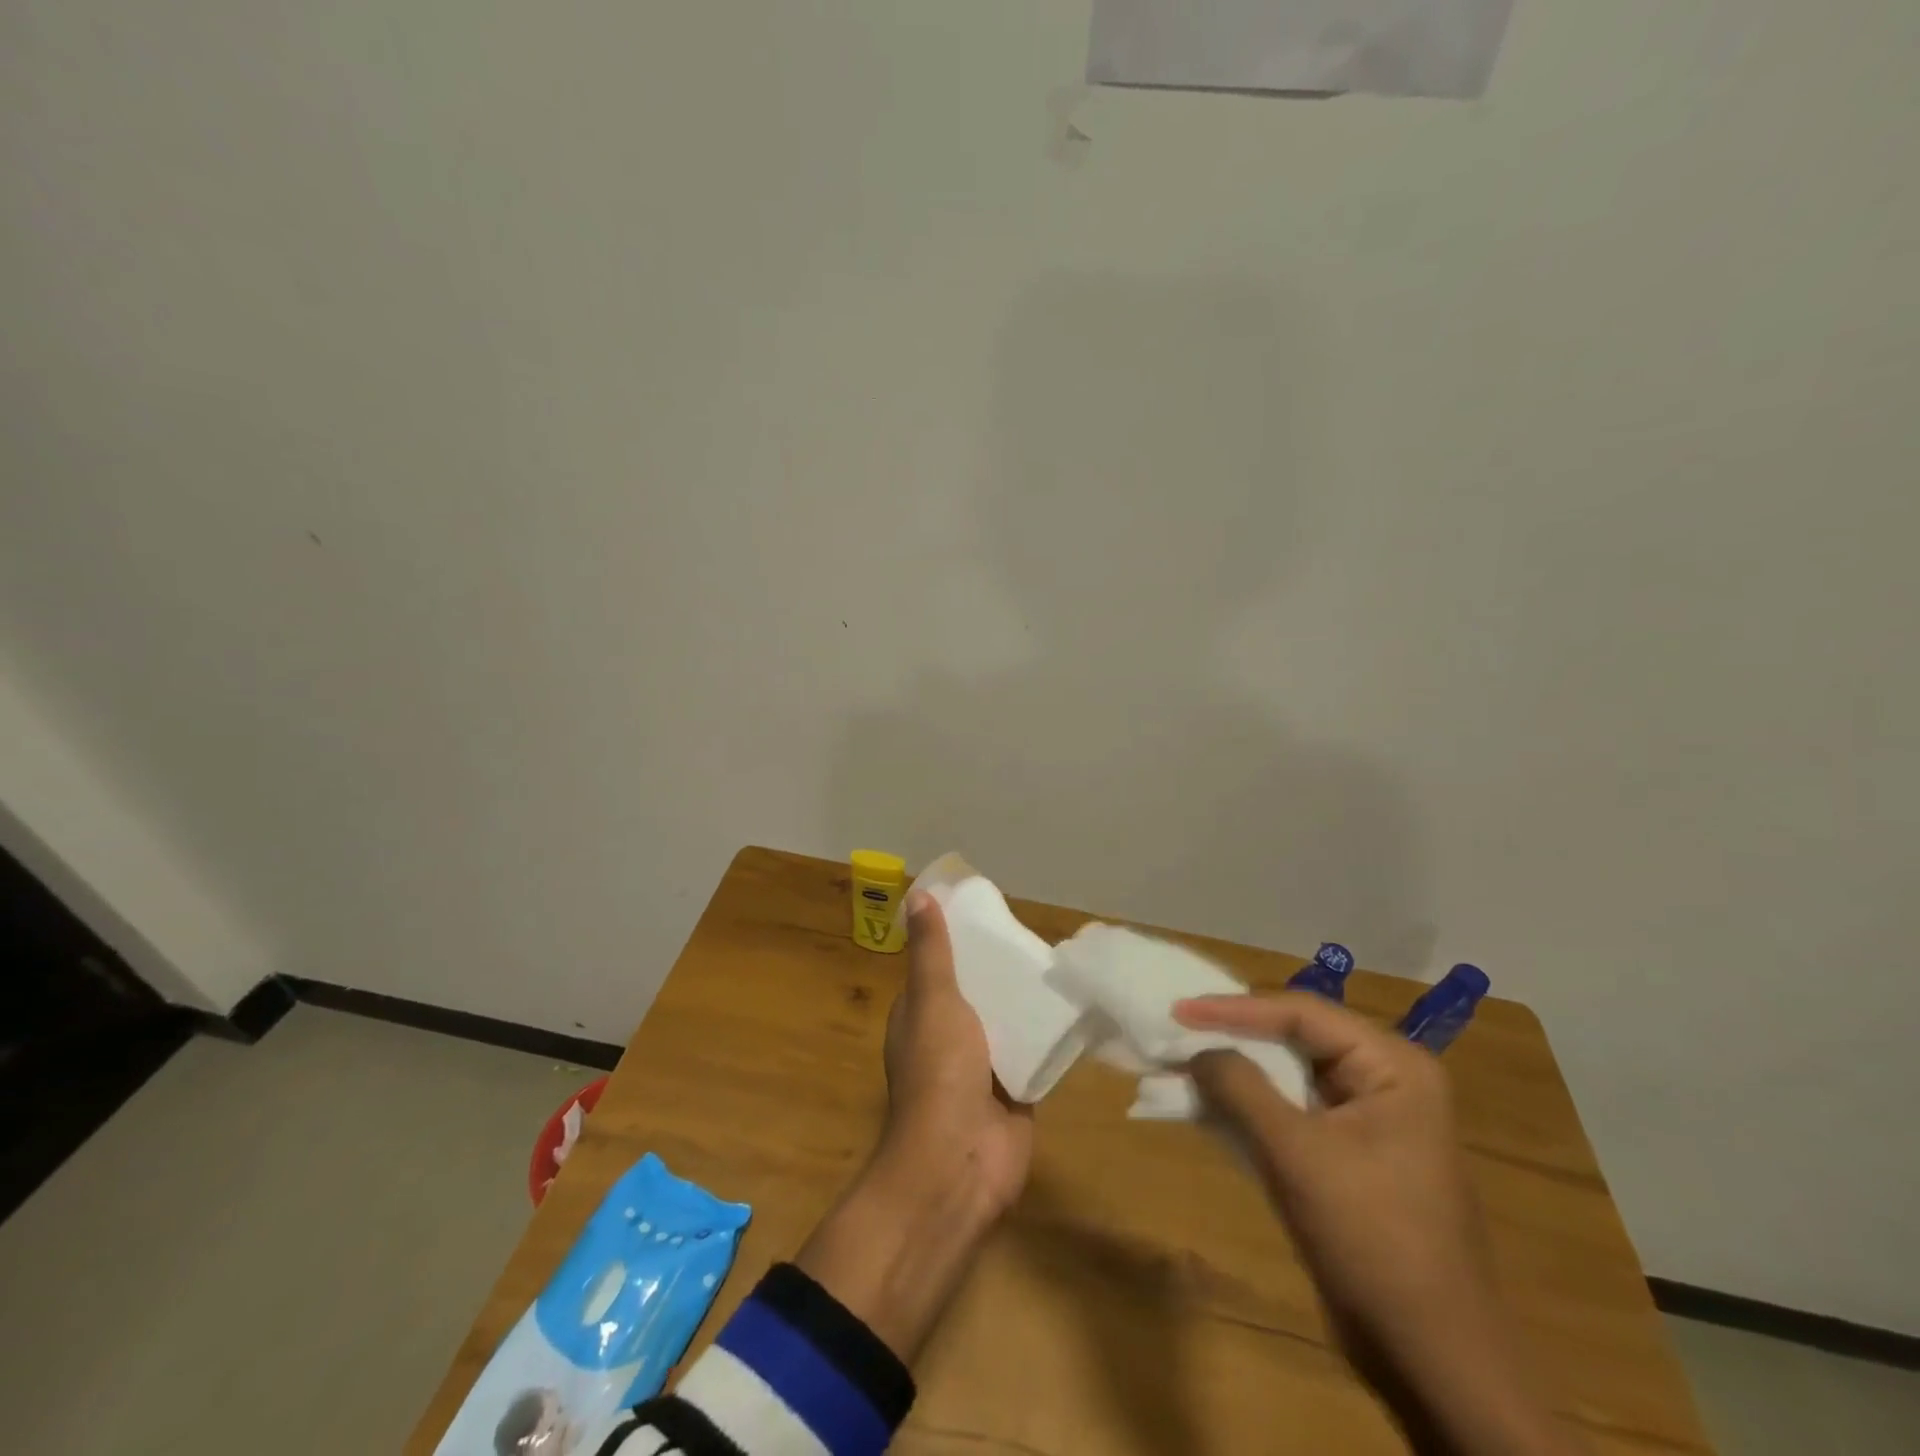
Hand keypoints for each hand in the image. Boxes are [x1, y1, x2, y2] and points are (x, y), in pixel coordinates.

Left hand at [795, 891, 1029, 1361]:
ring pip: (1007, 1024)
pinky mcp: (1015, 1092)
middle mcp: (948, 1040)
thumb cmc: (939, 1071)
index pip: (939, 969)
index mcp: (920, 1016)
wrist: (961, 1160)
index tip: (990, 916)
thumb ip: (931, 952)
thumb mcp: (933, 999)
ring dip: (1026, 1004)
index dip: (960, 943)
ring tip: (1061, 968)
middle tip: (1037, 940)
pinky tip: (1074, 1011)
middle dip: (1001, 972)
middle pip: (977, 994)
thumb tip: (919, 895)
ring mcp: (982, 1069)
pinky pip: (1033, 1055)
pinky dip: (1048, 1037)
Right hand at [1176, 993, 1579, 1455]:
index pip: (1301, 1013)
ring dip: (1237, 1072)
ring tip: (1182, 1061)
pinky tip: (1208, 1104)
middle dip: (1234, 1036)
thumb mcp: (1298, 1155)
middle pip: (1296, 1038)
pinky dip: (1250, 1107)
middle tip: (1177, 1028)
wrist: (1432, 1361)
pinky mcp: (1351, 1155)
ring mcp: (1369, 1119)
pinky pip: (1292, 1111)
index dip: (1234, 1007)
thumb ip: (1241, 1088)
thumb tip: (1197, 1050)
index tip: (1178, 1009)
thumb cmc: (1372, 1240)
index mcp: (1392, 1066)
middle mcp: (1386, 1080)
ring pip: (1289, 1075)